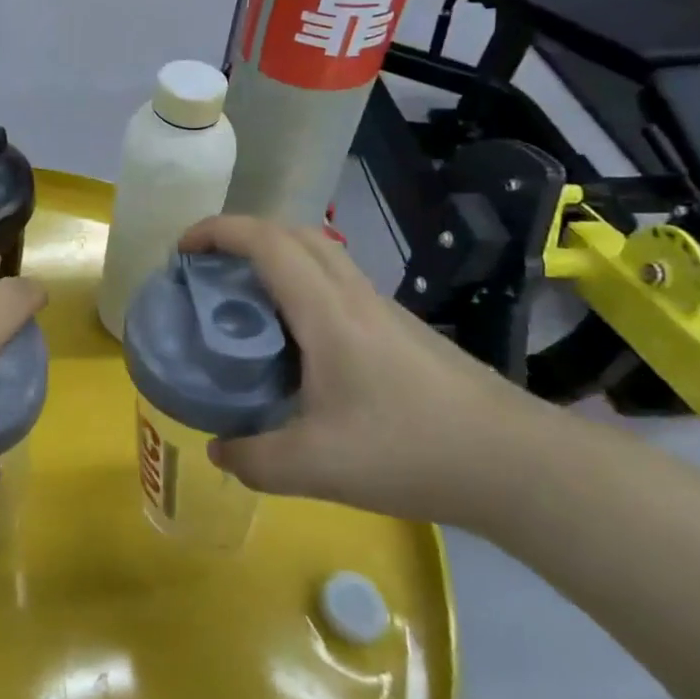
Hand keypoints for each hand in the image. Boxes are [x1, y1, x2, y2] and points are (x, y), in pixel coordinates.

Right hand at [181, 216, 535, 525]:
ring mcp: (381, 307)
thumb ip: (255, 459)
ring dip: (273, 256)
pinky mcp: (399, 328)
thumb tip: (218, 450)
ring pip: (318, 254)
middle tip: (208, 270)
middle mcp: (352, 294)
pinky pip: (336, 282)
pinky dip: (300, 283)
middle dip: (240, 235)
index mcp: (326, 310)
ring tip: (244, 300)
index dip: (217, 231)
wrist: (517, 463)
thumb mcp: (318, 466)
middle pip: (291, 232)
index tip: (182, 250)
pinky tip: (296, 340)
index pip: (265, 241)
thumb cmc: (411, 451)